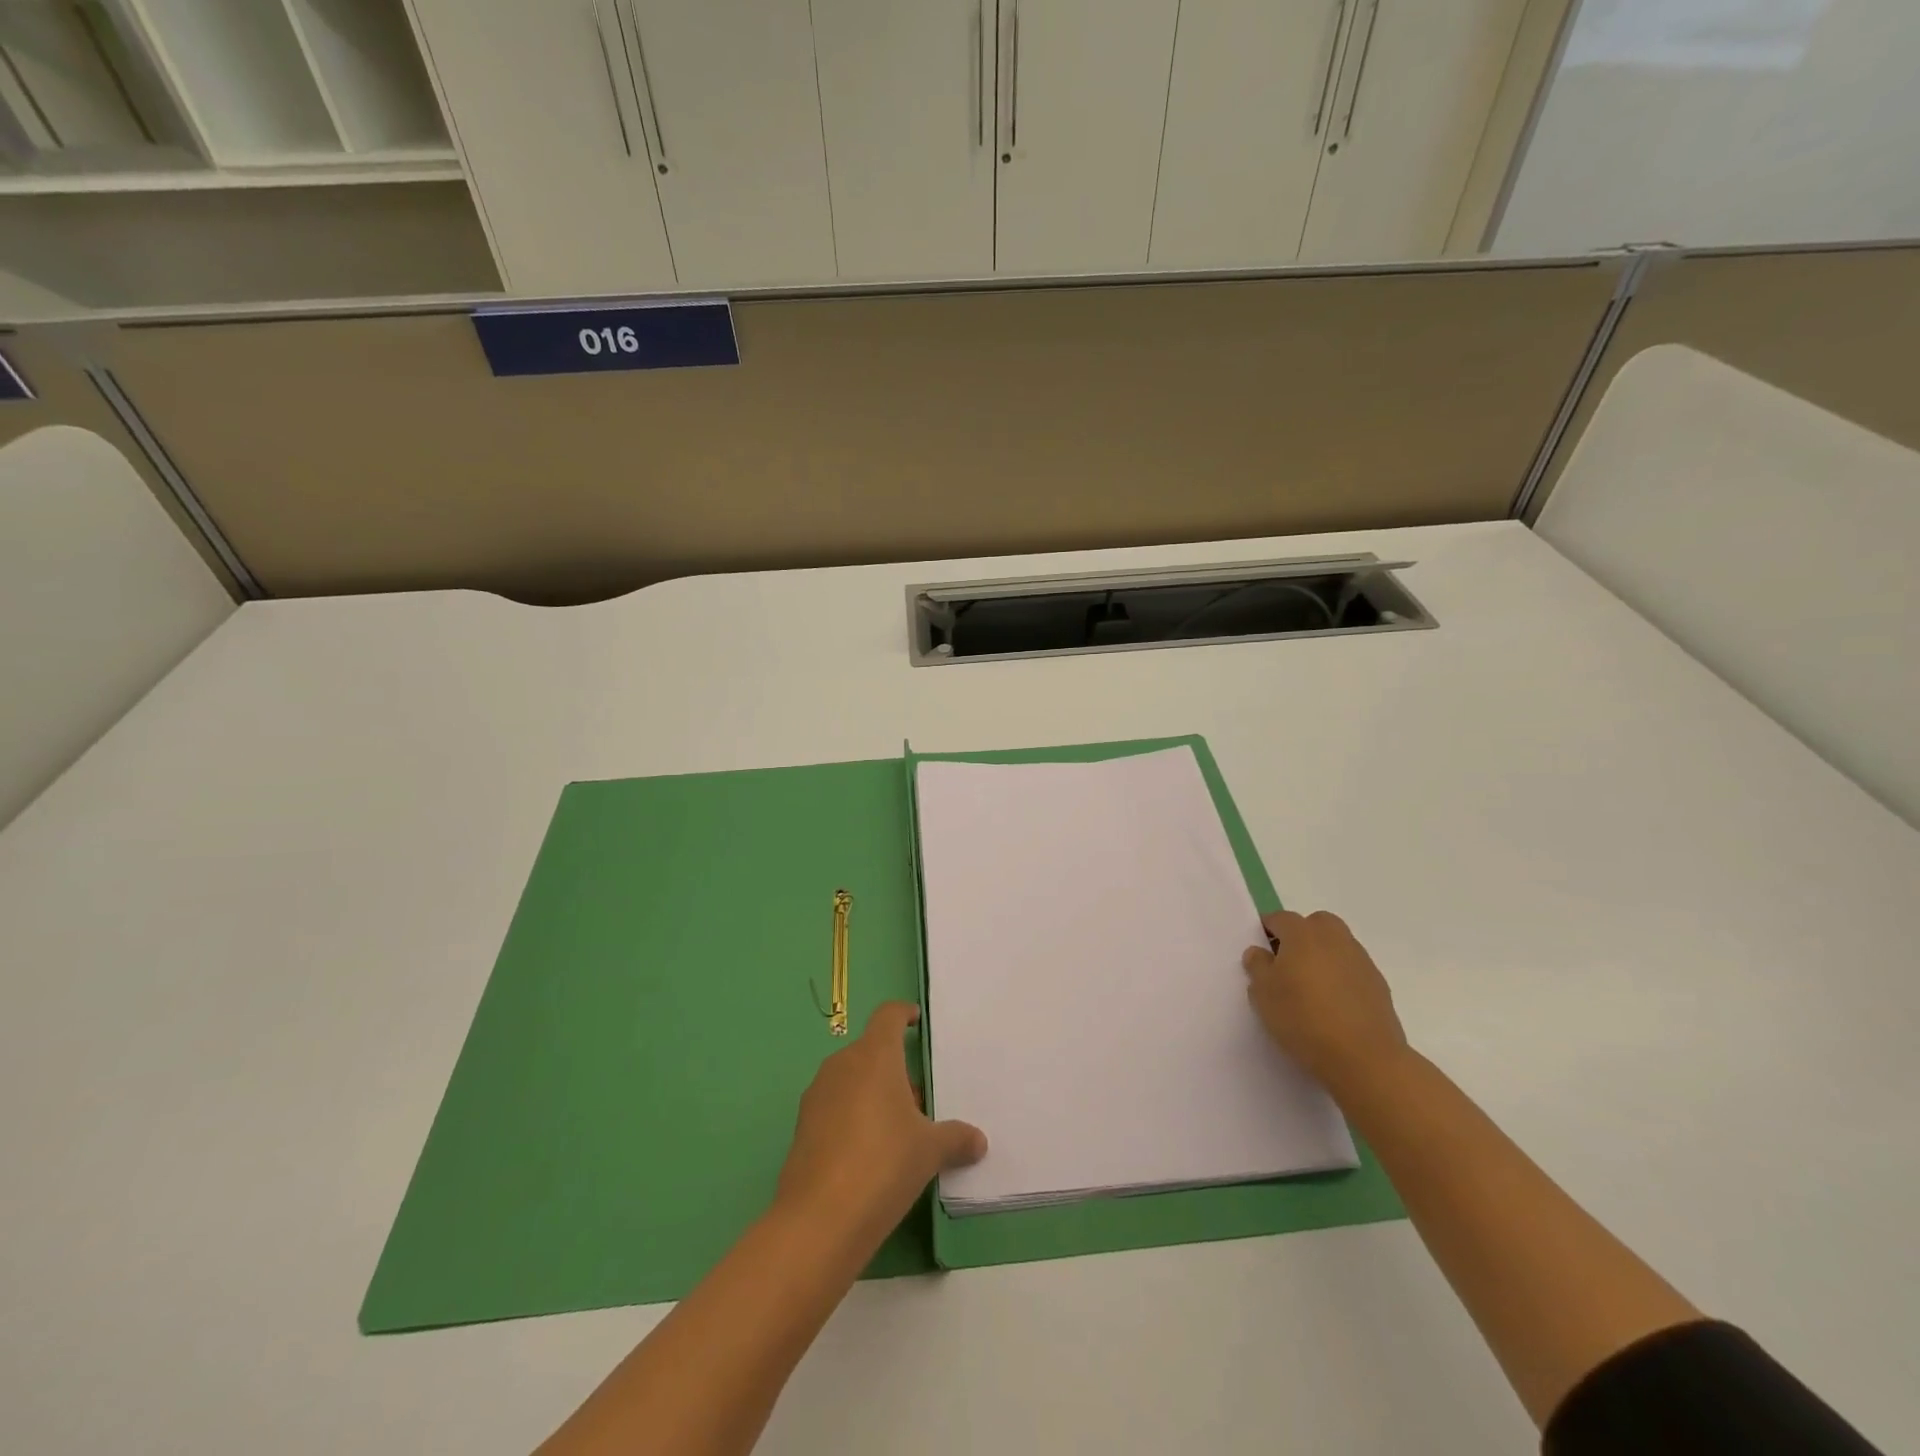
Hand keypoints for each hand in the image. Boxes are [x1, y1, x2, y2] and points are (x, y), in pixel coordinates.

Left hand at [775, 1001, 986, 1249]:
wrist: (819, 1219)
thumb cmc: (884, 1164)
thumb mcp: (930, 1151)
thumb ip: (955, 1138)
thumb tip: (978, 1140)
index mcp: (875, 1056)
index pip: (888, 1016)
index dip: (903, 1014)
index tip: (916, 1022)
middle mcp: (842, 1065)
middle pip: (870, 1051)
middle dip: (893, 1067)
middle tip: (919, 1098)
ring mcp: (817, 1095)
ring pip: (851, 1079)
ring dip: (872, 1093)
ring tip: (897, 1129)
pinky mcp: (802, 1127)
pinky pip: (834, 1107)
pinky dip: (852, 1117)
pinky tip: (868, 1153)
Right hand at [1242, 909, 1408, 1094]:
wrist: (1364, 1058)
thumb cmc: (1303, 1019)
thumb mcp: (1263, 994)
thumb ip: (1257, 966)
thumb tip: (1260, 952)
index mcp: (1303, 934)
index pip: (1280, 918)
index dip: (1267, 931)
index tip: (1260, 952)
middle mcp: (1334, 939)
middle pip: (1316, 924)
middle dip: (1301, 936)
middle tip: (1287, 965)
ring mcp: (1361, 961)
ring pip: (1337, 946)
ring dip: (1323, 957)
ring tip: (1310, 989)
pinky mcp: (1379, 985)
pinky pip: (1352, 970)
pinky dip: (1341, 978)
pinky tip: (1333, 1006)